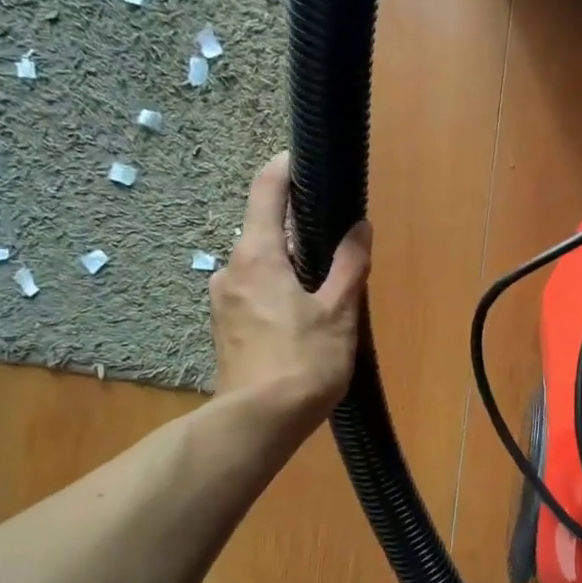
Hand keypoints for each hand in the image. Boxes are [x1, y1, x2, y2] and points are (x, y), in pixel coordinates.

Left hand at [210, 152, 371, 427]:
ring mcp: (222, 301)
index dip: (285, 168)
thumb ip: (349, 265)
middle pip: (265, 232)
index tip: (305, 159)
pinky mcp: (225, 329)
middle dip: (298, 232)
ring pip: (261, 267)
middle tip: (337, 246)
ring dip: (290, 267)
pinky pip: (254, 293)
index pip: (266, 190)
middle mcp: (231, 269)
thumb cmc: (303, 361)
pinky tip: (302, 319)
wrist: (258, 423)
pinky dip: (278, 293)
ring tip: (326, 290)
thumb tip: (359, 228)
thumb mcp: (338, 311)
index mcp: (257, 255)